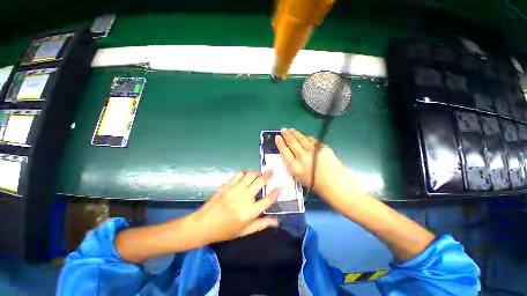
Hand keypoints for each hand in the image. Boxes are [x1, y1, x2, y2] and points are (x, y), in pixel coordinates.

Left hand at [193, 170, 281, 243]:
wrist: (203, 225)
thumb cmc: (225, 231)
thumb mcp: (244, 231)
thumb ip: (261, 224)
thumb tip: (277, 221)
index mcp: (249, 213)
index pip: (267, 200)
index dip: (276, 193)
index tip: (281, 186)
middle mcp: (244, 199)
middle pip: (260, 182)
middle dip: (268, 175)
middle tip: (271, 171)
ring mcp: (235, 190)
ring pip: (250, 175)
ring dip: (257, 173)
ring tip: (259, 174)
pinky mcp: (227, 186)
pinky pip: (239, 174)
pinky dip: (245, 173)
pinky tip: (246, 176)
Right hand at [276, 128, 360, 207]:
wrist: (336, 185)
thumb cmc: (316, 185)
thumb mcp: (299, 177)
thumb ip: (293, 164)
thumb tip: (290, 153)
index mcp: (295, 166)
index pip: (284, 151)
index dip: (280, 143)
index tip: (277, 137)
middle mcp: (302, 157)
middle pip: (292, 142)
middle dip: (286, 134)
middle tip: (283, 130)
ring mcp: (313, 151)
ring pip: (301, 138)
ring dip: (295, 133)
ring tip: (291, 130)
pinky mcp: (322, 147)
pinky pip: (311, 140)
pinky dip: (306, 137)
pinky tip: (304, 136)